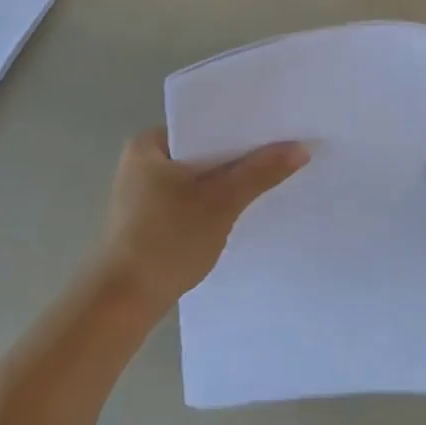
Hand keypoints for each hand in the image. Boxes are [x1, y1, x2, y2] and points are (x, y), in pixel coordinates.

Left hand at [98, 129, 308, 309]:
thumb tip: (301, 148)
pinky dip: (213, 201)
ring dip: (228, 181)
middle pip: (203, 150)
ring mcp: (143, 193)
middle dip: (239, 156)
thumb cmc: (168, 239)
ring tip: (270, 177)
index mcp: (148, 144)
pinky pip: (191, 198)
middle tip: (282, 152)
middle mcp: (142, 161)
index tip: (277, 128)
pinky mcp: (149, 220)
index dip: (242, 126)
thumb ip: (261, 172)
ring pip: (199, 177)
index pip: (204, 123)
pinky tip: (241, 208)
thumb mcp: (221, 202)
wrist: (124, 301)